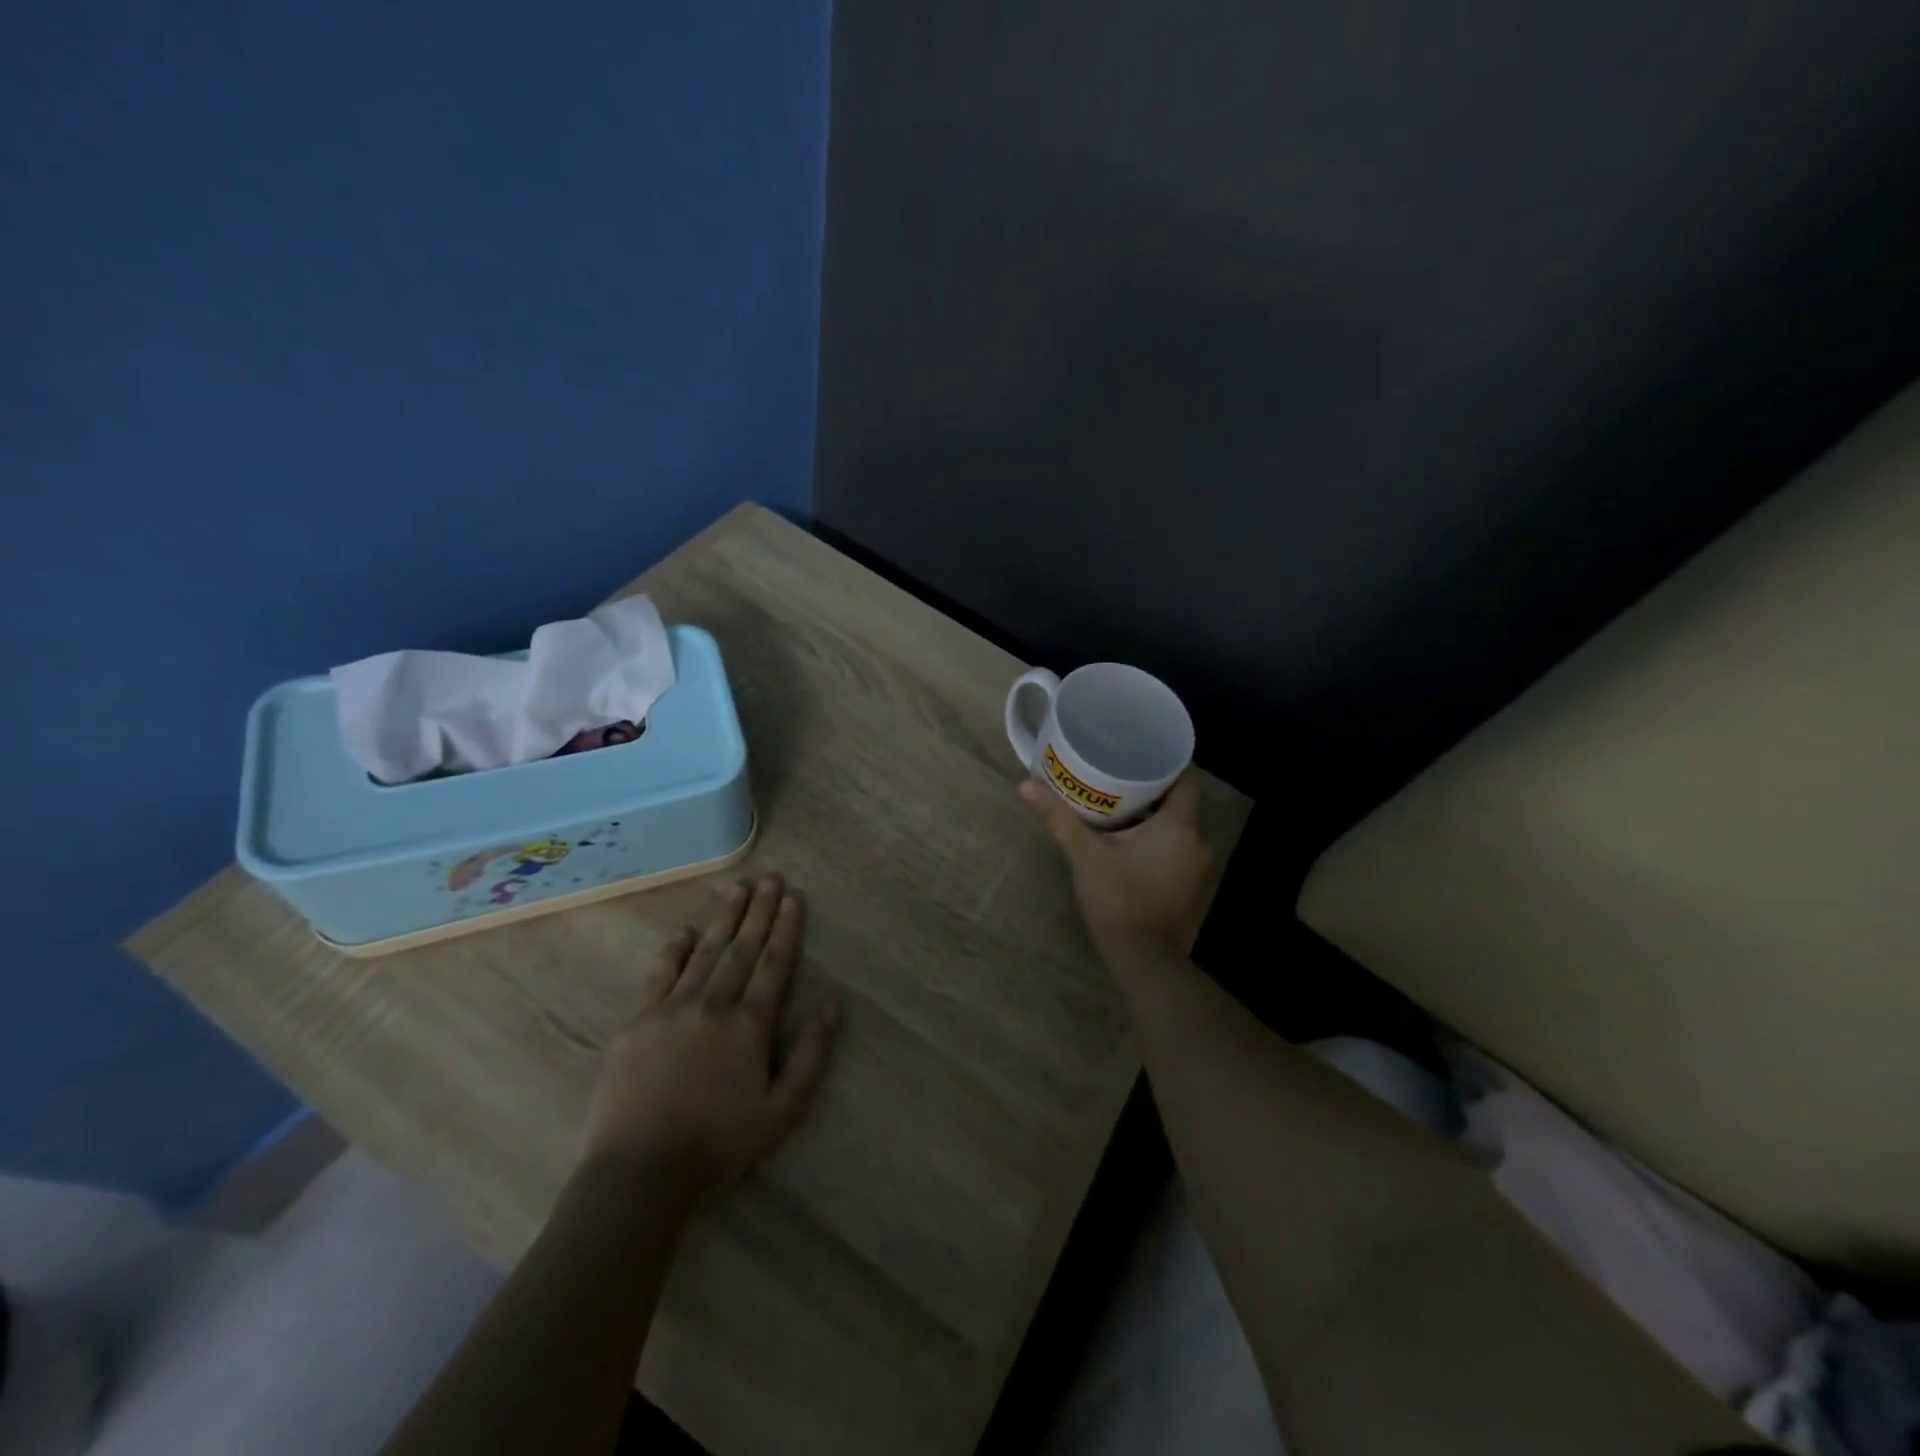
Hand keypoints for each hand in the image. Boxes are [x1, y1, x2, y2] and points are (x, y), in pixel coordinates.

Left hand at [582, 875, 840, 1202]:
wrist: (638, 1174)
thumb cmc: (718, 1146)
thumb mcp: (782, 1112)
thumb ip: (811, 1056)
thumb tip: (834, 1006)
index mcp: (749, 1025)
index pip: (774, 964)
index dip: (786, 929)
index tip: (793, 897)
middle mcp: (713, 1005)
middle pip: (742, 949)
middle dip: (759, 911)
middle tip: (770, 878)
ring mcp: (671, 1009)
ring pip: (705, 953)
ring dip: (724, 919)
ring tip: (737, 889)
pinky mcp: (636, 1022)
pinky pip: (659, 974)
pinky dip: (674, 949)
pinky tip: (685, 930)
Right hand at [1019, 768, 1213, 962]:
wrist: (1141, 958)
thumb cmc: (1117, 898)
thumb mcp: (1084, 854)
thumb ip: (1058, 818)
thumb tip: (1025, 784)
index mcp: (1179, 826)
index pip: (1187, 777)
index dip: (1168, 759)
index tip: (1141, 748)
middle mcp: (1197, 840)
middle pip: (1180, 800)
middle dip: (1153, 786)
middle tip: (1118, 771)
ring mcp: (1196, 865)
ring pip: (1177, 825)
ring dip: (1153, 814)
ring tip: (1119, 801)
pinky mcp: (1189, 884)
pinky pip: (1176, 846)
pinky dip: (1157, 837)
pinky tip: (1129, 837)